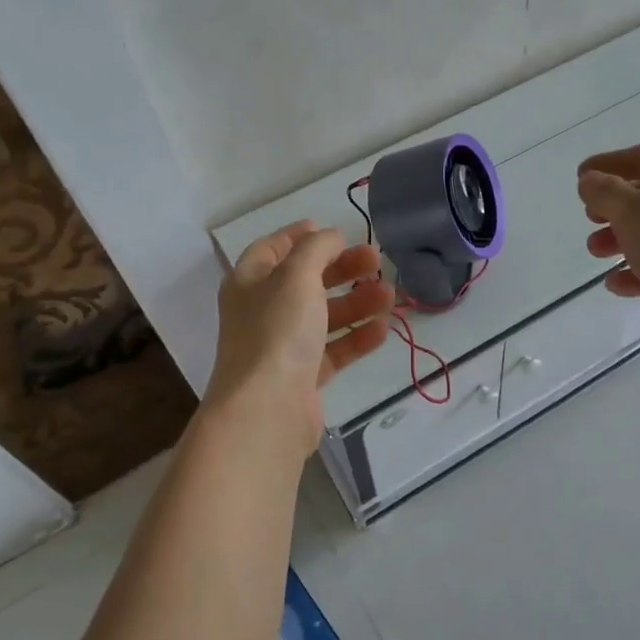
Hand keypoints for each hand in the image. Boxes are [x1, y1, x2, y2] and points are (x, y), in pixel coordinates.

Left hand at [204, 220, 393, 460]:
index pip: (272, 248)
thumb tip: (330, 236)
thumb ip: (317, 248)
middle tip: (375, 260)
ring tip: (390, 295)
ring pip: (324, 315)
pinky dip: (357, 337)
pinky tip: (383, 329)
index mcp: (250, 282)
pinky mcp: (303, 376)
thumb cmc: (277, 331)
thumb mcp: (297, 275)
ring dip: (356, 302)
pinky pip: (334, 349)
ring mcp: (282, 345)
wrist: (267, 410)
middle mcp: (262, 311)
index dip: (300, 235)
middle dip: (341, 268)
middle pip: (305, 280)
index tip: (334, 229)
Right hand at [577, 143, 639, 367]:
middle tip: (589, 218)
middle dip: (613, 206)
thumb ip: (605, 192)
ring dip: (620, 238)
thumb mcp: (633, 213)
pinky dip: (638, 269)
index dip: (608, 163)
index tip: (580, 177)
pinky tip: (615, 284)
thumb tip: (590, 181)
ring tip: (595, 252)